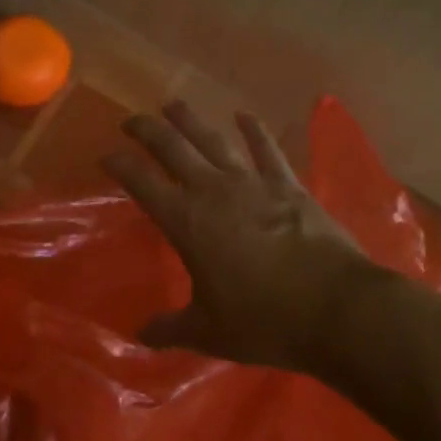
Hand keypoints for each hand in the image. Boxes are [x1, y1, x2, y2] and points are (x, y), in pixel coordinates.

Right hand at [104, 101, 376, 370]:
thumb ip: (171, 329)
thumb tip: (139, 336)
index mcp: (186, 221)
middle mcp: (213, 191)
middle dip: (147, 130)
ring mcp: (252, 182)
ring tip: (173, 105)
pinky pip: (266, 149)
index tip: (104, 155)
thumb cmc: (264, 320)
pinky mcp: (287, 184)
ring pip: (213, 139)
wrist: (335, 308)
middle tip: (131, 121)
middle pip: (172, 148)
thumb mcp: (209, 332)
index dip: (119, 165)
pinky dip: (254, 130)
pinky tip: (243, 115)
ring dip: (190, 120)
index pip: (141, 182)